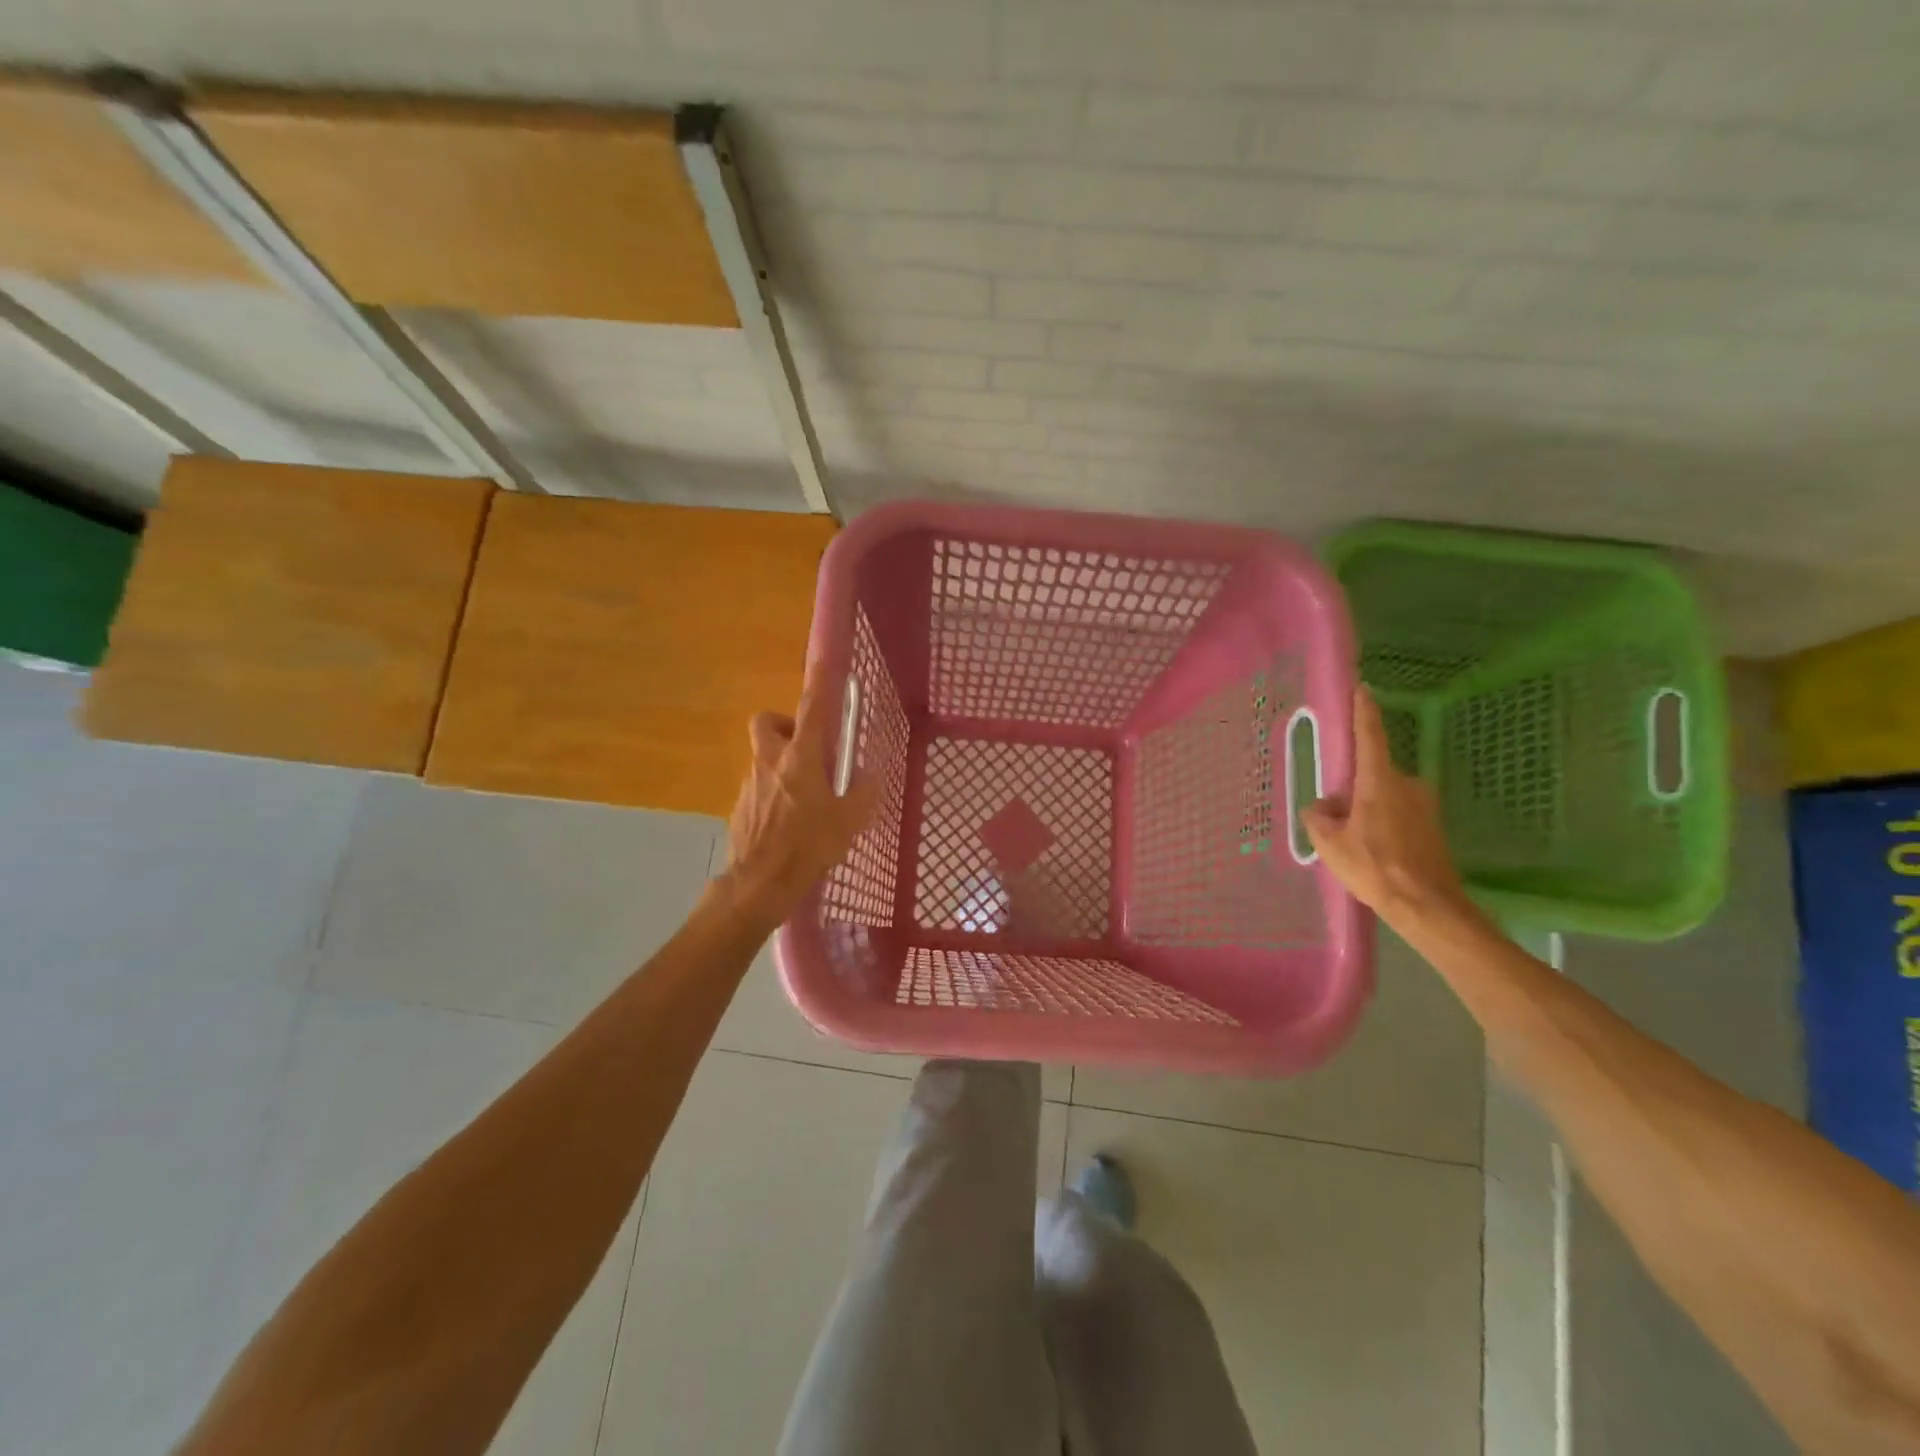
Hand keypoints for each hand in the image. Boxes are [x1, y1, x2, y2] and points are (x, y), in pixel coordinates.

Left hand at [718, 684, 877, 930]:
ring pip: (764, 757)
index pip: (812, 708)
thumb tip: (863, 774)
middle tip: (807, 747)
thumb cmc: (809, 846)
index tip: (825, 661)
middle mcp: (770, 761)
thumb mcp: (850, 820)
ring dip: (781, 764)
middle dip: (785, 724)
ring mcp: (750, 783)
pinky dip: (772, 792)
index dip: (820, 681)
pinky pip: (758, 786)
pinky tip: (787, 821)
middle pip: (768, 722)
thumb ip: (862, 790)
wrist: (760, 883)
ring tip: (804, 796)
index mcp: (800, 758)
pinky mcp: (739, 806)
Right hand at [1303, 686, 1472, 932]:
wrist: (1427, 906)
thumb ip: (1318, 816)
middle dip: (1353, 789)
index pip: (1371, 735)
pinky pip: (1398, 814)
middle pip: (1372, 774)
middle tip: (1335, 817)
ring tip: (1353, 843)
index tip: (1362, 688)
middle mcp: (1407, 784)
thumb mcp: (1330, 842)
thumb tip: (1323, 806)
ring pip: (1385, 796)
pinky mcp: (1433, 826)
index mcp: (1380, 781)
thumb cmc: (1374, 867)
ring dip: (1367, 810)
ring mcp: (1425, 805)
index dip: (1364, 710)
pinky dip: (1383, 825)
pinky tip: (1373, 853)